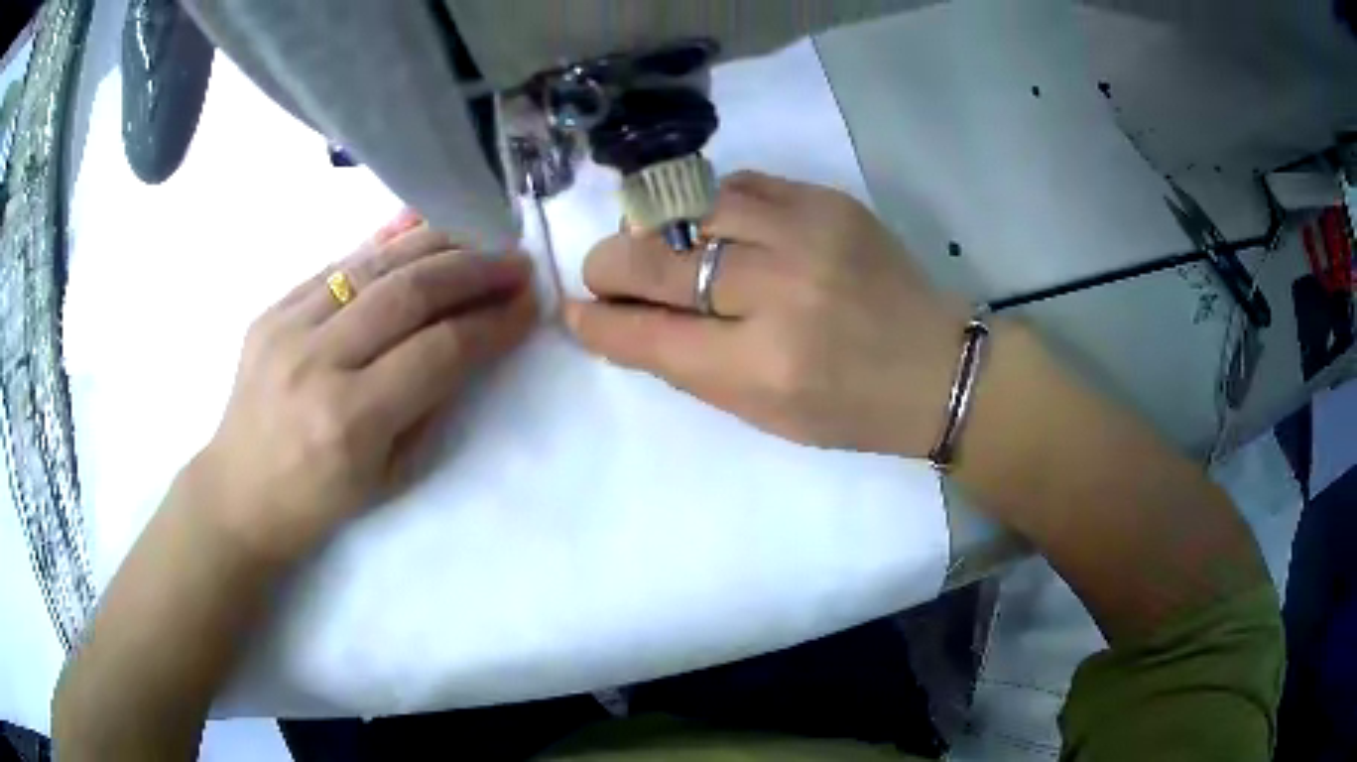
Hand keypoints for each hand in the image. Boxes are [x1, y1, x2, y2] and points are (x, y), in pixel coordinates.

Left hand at [196, 213, 537, 560]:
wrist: (239, 492)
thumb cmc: (320, 500)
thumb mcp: (392, 475)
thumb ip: (432, 402)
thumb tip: (471, 339)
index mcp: (350, 421)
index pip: (437, 351)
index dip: (490, 322)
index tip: (528, 305)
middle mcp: (316, 362)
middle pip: (408, 293)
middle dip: (473, 270)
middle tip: (515, 261)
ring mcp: (286, 327)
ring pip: (374, 265)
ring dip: (436, 244)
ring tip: (477, 237)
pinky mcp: (271, 309)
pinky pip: (337, 264)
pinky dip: (384, 244)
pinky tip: (419, 232)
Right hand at [565, 171, 967, 457]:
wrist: (936, 365)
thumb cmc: (849, 407)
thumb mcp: (763, 412)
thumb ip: (688, 366)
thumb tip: (621, 321)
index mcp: (763, 367)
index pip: (649, 336)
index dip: (599, 321)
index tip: (575, 310)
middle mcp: (780, 293)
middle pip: (658, 261)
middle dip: (609, 266)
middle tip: (603, 273)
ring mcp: (807, 236)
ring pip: (692, 206)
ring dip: (656, 227)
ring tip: (656, 244)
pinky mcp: (828, 202)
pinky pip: (741, 184)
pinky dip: (712, 205)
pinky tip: (713, 225)